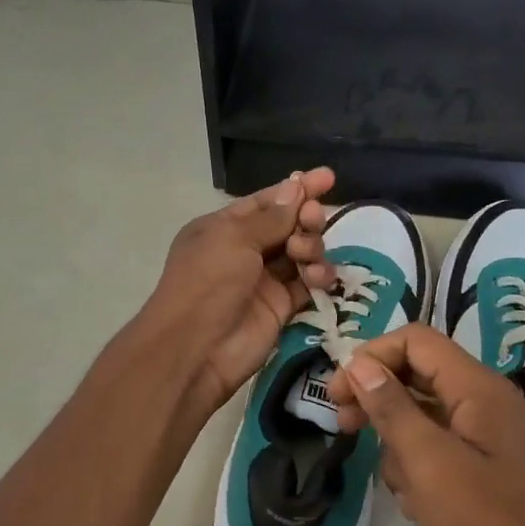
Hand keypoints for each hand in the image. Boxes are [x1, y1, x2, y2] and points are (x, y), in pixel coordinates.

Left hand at [140, 168, 337, 416]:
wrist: (196, 348)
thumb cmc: (207, 283)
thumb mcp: (234, 239)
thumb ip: (271, 217)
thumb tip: (296, 188)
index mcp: (224, 228)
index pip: (267, 202)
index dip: (297, 189)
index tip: (327, 177)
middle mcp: (244, 251)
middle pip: (288, 225)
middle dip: (306, 219)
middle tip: (312, 221)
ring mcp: (263, 280)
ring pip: (302, 253)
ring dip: (311, 248)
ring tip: (306, 256)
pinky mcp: (280, 308)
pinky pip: (307, 284)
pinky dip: (317, 277)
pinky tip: (318, 279)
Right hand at [328, 324, 524, 525]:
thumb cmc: (489, 523)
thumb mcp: (429, 463)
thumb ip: (392, 409)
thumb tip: (359, 364)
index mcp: (477, 388)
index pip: (415, 341)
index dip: (372, 357)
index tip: (338, 394)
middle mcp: (485, 401)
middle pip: (418, 376)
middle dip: (378, 399)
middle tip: (344, 428)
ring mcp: (488, 435)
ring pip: (425, 417)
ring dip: (400, 444)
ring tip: (401, 488)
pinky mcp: (488, 466)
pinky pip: (440, 449)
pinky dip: (421, 468)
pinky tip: (419, 505)